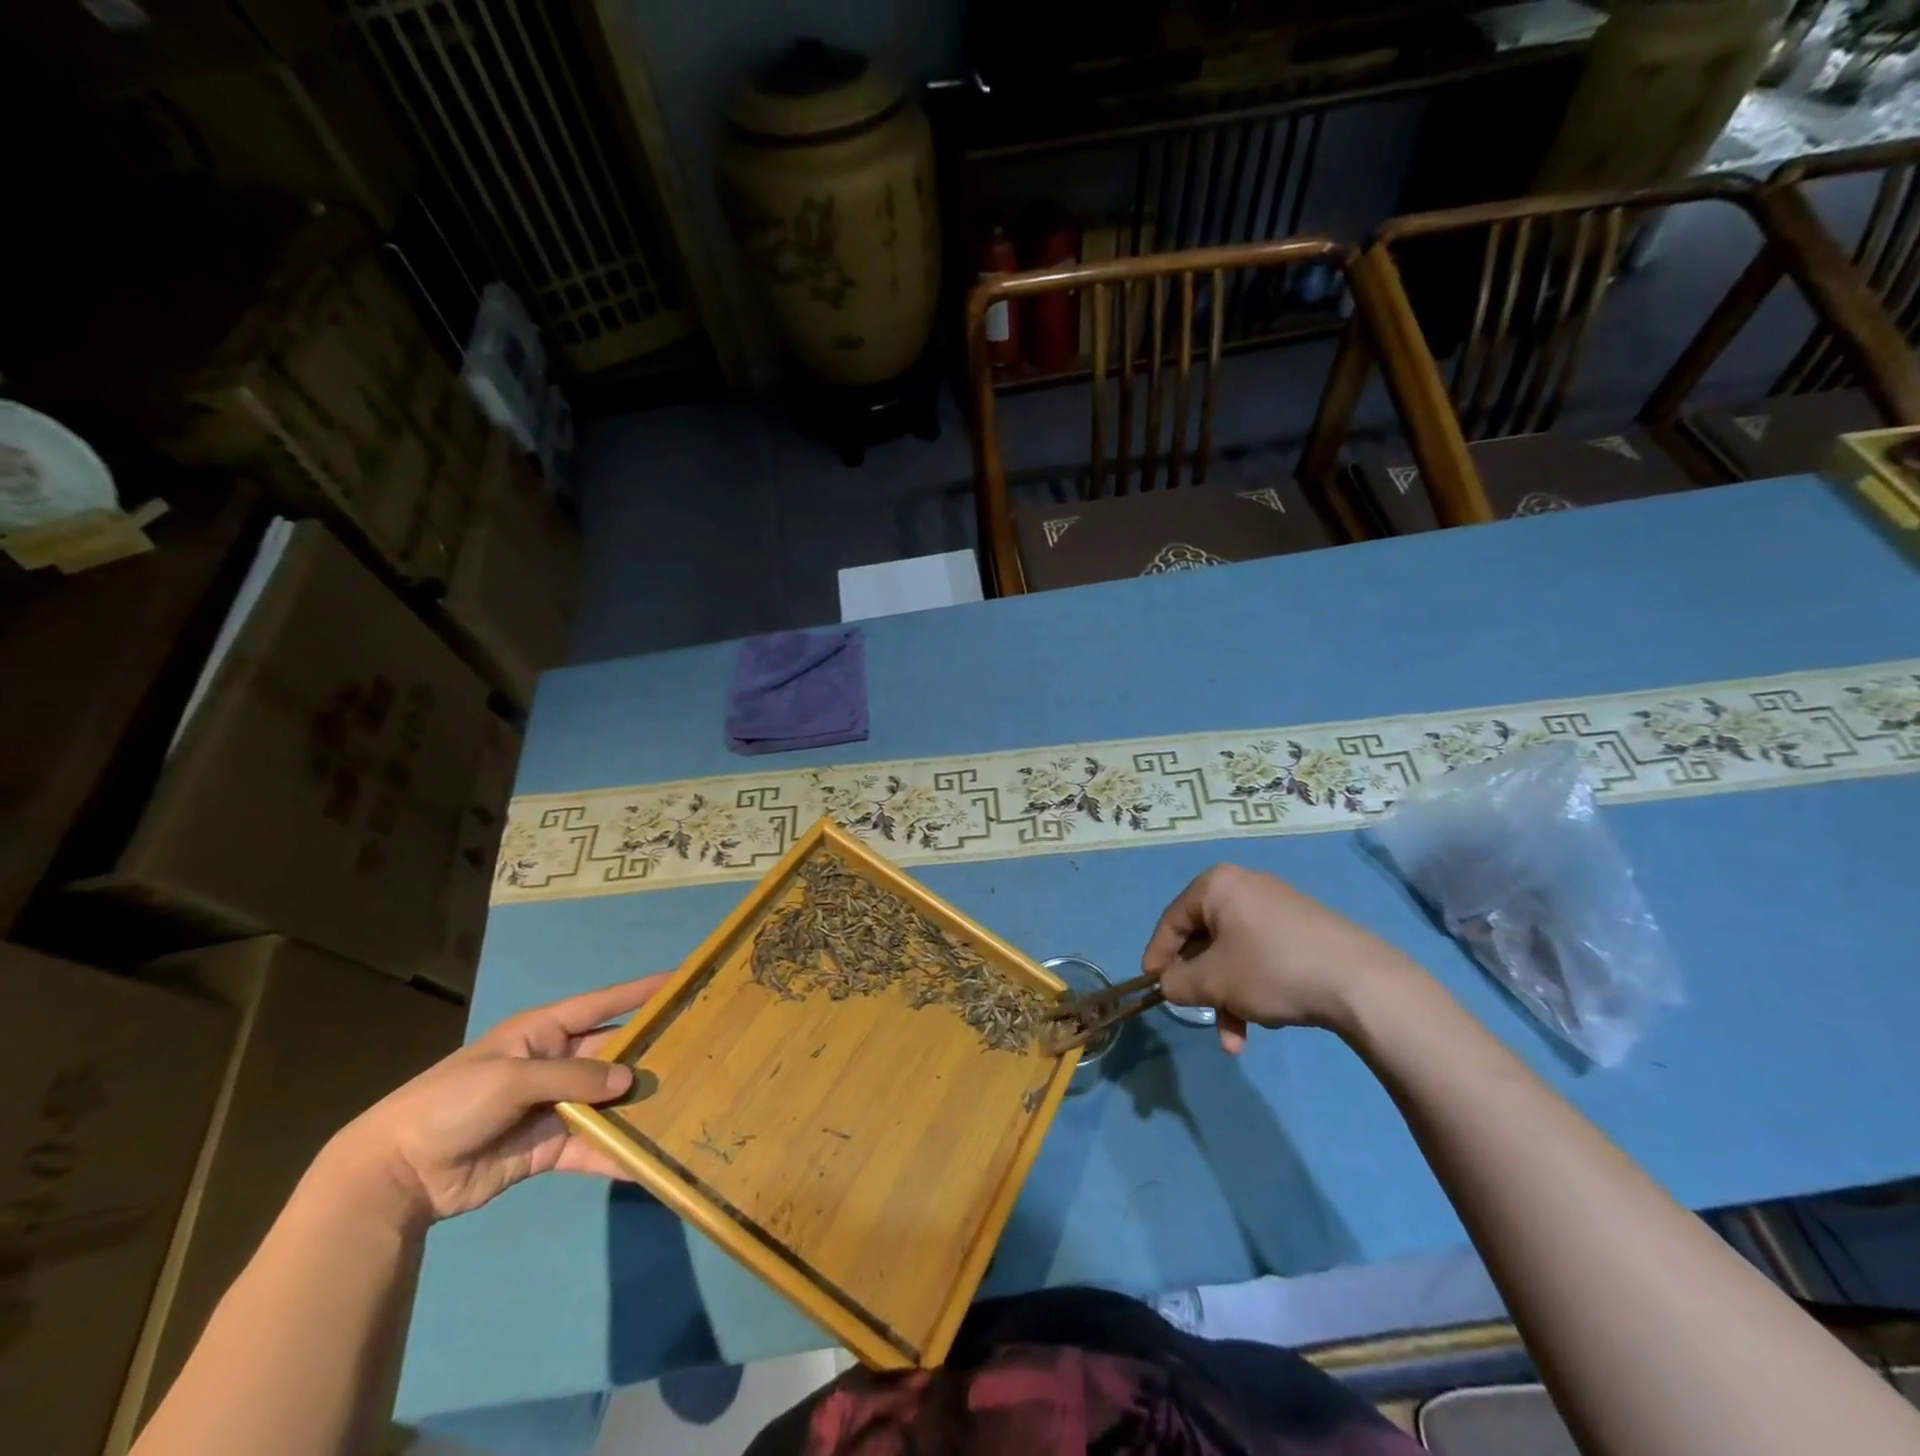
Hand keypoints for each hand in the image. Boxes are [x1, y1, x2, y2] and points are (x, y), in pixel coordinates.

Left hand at [321, 975, 668, 1230]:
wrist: (397, 1175)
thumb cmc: (452, 1103)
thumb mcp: (512, 1077)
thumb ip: (573, 1076)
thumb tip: (627, 1082)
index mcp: (545, 1031)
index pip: (604, 1003)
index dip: (641, 991)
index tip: (682, 980)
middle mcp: (558, 1063)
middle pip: (614, 1053)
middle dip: (649, 1053)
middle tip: (699, 1052)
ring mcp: (555, 1106)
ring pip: (609, 1101)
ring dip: (639, 1106)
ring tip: (685, 1104)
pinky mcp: (550, 1147)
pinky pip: (592, 1146)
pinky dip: (617, 1154)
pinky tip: (648, 1161)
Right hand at [1142, 865, 1418, 1052]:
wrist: (1361, 982)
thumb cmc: (1272, 970)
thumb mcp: (1213, 982)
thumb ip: (1178, 982)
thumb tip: (1170, 984)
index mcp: (1217, 885)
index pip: (1172, 920)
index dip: (1158, 955)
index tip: (1152, 987)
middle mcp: (1245, 886)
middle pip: (1204, 938)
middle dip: (1201, 985)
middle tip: (1197, 1013)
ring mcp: (1277, 906)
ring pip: (1234, 953)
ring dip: (1228, 996)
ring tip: (1237, 1040)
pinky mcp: (1303, 928)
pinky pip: (1262, 955)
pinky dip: (1254, 986)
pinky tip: (1266, 1021)